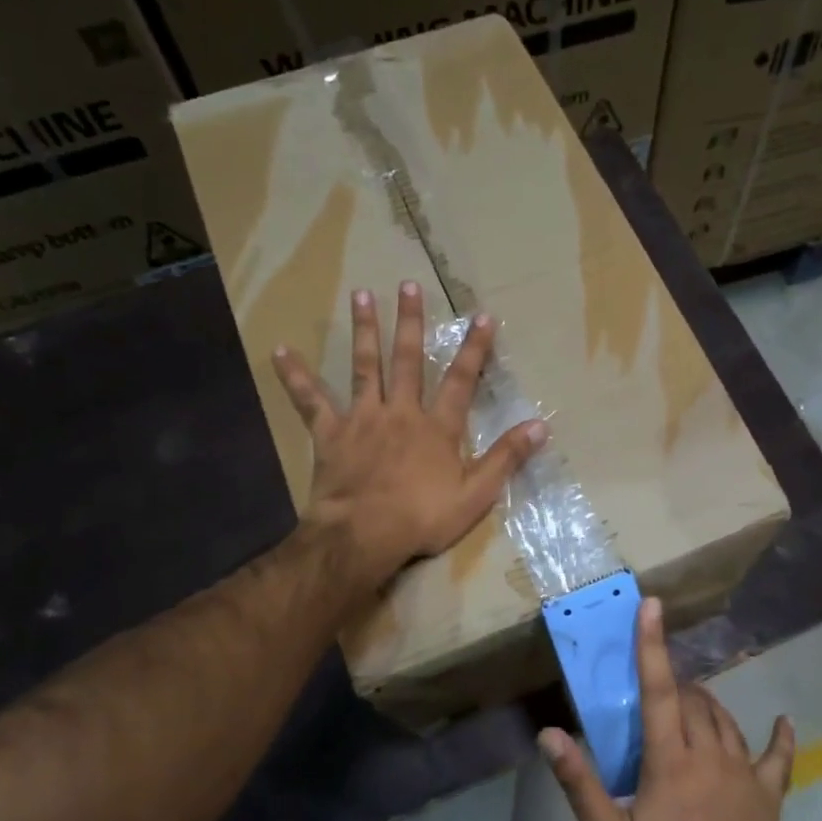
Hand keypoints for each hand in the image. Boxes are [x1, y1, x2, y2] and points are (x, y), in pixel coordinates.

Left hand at [272, 281, 545, 597]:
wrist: (363, 535)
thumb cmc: (422, 517)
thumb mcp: (476, 494)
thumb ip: (506, 458)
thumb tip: (540, 426)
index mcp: (437, 428)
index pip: (460, 381)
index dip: (474, 350)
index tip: (482, 317)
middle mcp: (401, 412)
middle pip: (406, 360)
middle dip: (410, 322)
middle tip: (408, 285)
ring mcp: (363, 419)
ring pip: (364, 367)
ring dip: (364, 330)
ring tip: (361, 295)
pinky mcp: (331, 434)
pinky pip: (311, 401)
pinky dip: (296, 377)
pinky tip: (281, 352)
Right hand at [539, 597, 795, 820]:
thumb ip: (580, 783)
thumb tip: (550, 734)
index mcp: (670, 760)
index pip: (658, 689)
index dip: (652, 645)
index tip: (652, 606)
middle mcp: (711, 755)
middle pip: (692, 701)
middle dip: (673, 684)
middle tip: (653, 690)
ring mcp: (745, 775)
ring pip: (726, 722)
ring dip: (706, 705)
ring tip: (690, 702)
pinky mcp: (768, 798)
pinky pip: (779, 759)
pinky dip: (780, 738)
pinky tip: (783, 723)